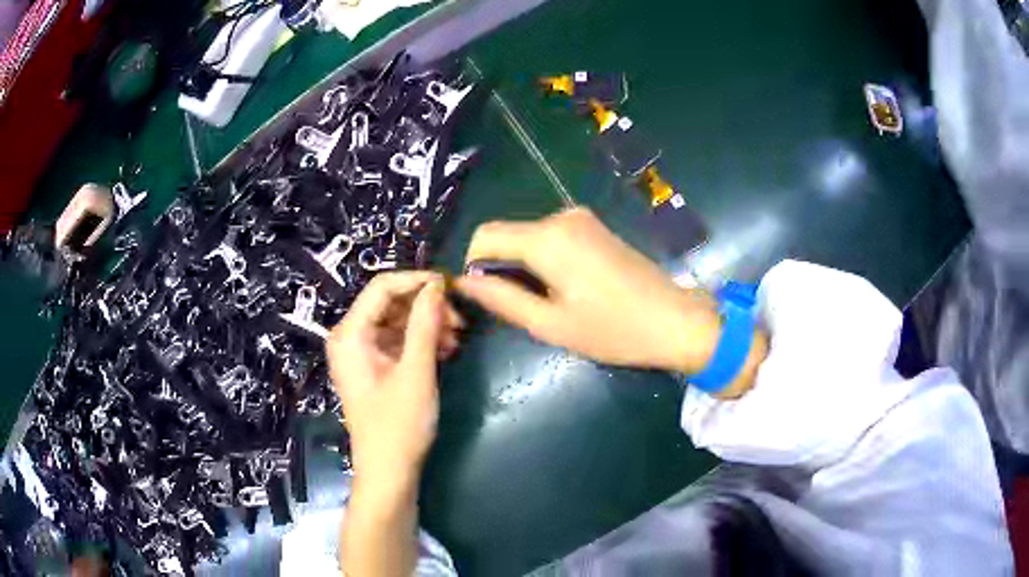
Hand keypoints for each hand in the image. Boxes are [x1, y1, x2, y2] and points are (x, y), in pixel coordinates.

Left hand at [326, 272, 461, 487]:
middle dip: (426, 307)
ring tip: (458, 339)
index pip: (382, 287)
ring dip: (428, 325)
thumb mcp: (416, 372)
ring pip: (398, 321)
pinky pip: (399, 341)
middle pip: (390, 303)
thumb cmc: (398, 426)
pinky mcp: (375, 367)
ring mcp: (362, 353)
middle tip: (461, 320)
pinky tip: (446, 351)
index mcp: (350, 334)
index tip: (451, 286)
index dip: (417, 280)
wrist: (389, 472)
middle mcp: (351, 338)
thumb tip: (437, 286)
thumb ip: (425, 325)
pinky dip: (422, 342)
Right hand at [455, 208, 720, 372]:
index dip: (473, 264)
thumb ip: (502, 299)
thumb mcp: (550, 324)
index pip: (484, 235)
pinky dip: (544, 259)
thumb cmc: (612, 329)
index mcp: (546, 239)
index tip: (485, 297)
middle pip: (507, 234)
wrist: (674, 319)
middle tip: (518, 308)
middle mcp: (560, 217)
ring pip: (528, 236)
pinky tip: (566, 287)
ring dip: (523, 265)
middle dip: (500, 267)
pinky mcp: (594, 226)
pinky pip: (551, 237)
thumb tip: (464, 282)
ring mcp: (580, 218)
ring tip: (547, 302)